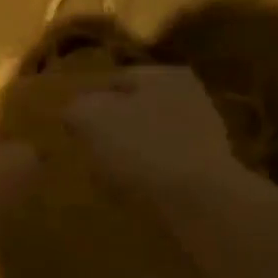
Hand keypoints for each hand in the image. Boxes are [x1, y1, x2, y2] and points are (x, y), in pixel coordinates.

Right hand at [63, 66, 248, 205]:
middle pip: (135, 110)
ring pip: (150, 139)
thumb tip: (74, 112)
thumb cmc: (140, 149)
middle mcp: (188, 97)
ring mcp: (202, 135)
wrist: (198, 202)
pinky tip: (131, 193)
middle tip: (87, 151)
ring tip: (105, 176)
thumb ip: (76, 108)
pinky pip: (164, 168)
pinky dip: (146, 178)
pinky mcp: (207, 172)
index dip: (86, 102)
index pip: (114, 81)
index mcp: (163, 75)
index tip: (70, 128)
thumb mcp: (90, 118)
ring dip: (129, 154)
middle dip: (112, 127)